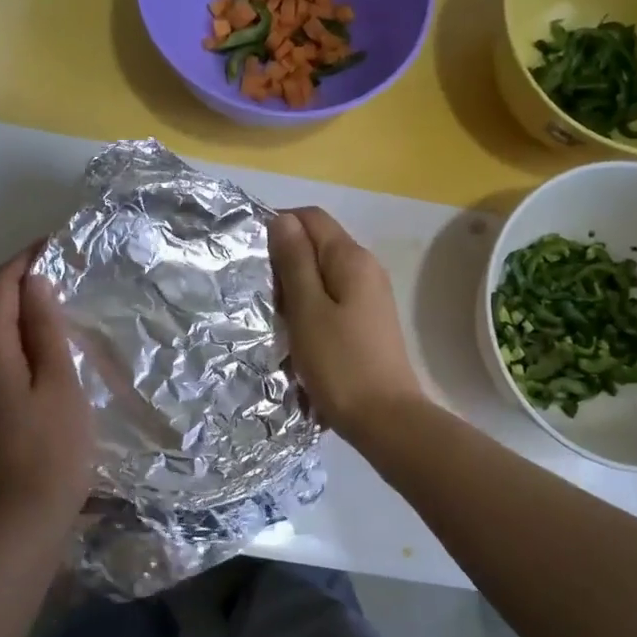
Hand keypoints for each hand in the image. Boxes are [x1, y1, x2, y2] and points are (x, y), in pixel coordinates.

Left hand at [0, 247, 93, 525]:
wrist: (24, 515)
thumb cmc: (52, 447)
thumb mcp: (59, 381)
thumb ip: (44, 328)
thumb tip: (32, 282)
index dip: (24, 260)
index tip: (56, 244)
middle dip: (25, 284)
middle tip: (69, 274)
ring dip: (24, 314)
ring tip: (65, 308)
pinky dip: (19, 342)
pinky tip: (49, 349)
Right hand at [268, 208, 422, 441]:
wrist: (385, 419)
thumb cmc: (340, 364)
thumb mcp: (307, 310)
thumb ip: (294, 262)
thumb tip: (282, 219)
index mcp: (352, 258)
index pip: (311, 218)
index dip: (279, 226)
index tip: (251, 256)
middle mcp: (366, 268)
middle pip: (317, 244)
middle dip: (285, 260)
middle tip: (259, 293)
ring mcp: (370, 296)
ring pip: (322, 275)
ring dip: (295, 288)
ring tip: (275, 316)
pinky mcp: (367, 321)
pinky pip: (332, 299)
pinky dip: (310, 307)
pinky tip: (297, 333)